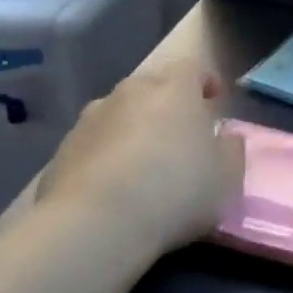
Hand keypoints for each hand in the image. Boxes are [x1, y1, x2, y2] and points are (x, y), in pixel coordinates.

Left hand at [37, 57, 245, 253]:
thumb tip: (226, 137)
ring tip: (143, 166)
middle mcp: (129, 92)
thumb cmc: (175, 191)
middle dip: (167, 106)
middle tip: (180, 137)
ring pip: (120, 115)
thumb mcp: (227, 178)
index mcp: (174, 89)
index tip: (213, 101)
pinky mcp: (61, 151)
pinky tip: (113, 189)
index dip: (205, 81)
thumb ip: (231, 150)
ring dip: (133, 130)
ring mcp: (90, 119)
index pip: (193, 67)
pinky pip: (94, 145)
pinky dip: (106, 157)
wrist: (95, 224)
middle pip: (153, 88)